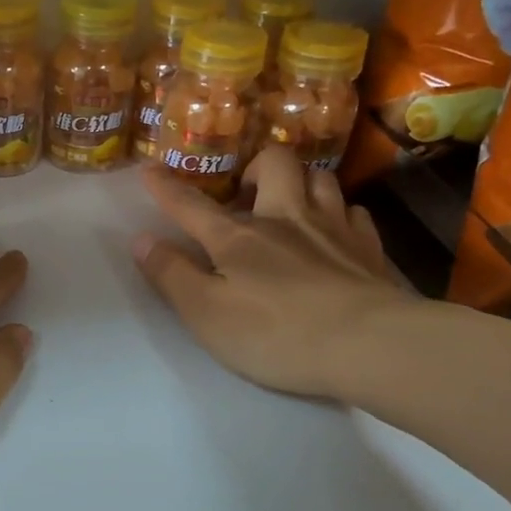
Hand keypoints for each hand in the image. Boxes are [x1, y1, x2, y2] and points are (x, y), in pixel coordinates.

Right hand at [134, 145, 410, 400]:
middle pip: (274, 165)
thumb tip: (141, 239)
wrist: (368, 345)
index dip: (167, 188)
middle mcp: (285, 219)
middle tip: (246, 191)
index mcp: (238, 238)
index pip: (192, 206)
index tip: (149, 170)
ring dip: (301, 182)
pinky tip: (336, 230)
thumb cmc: (276, 334)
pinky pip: (354, 212)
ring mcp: (333, 228)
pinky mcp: (369, 249)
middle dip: (255, 166)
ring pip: (320, 178)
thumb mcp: (206, 314)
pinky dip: (339, 213)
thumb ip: (172, 275)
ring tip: (291, 203)